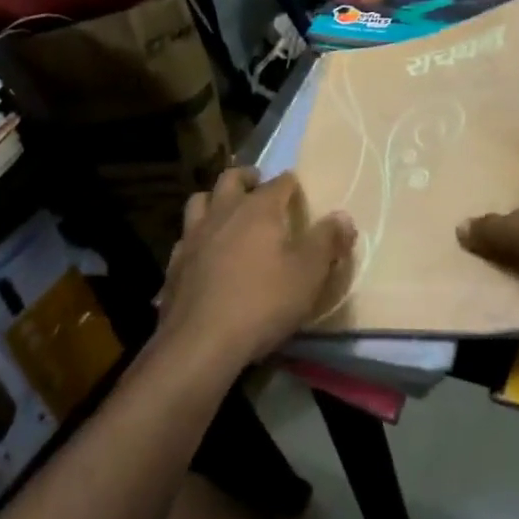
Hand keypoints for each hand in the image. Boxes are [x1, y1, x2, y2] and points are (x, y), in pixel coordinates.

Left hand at [159, 167, 355, 371]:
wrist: (201, 342)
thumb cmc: (262, 302)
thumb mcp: (308, 274)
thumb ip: (327, 242)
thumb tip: (343, 216)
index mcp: (258, 209)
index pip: (278, 183)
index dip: (290, 183)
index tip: (296, 187)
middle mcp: (223, 212)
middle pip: (231, 179)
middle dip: (246, 177)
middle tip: (256, 182)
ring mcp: (194, 236)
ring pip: (200, 201)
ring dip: (214, 199)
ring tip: (225, 209)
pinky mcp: (175, 263)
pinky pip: (185, 237)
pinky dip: (196, 235)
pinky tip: (202, 251)